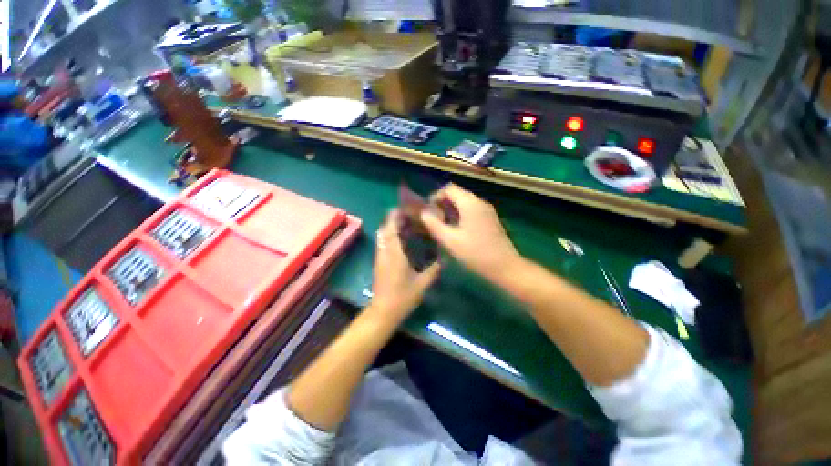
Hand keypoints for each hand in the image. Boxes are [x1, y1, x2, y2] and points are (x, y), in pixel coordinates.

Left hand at [370, 210, 440, 322]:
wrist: (383, 311)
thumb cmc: (402, 297)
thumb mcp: (422, 284)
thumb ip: (434, 270)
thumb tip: (445, 259)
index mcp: (394, 254)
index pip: (391, 229)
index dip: (395, 216)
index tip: (405, 208)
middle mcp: (384, 252)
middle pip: (384, 229)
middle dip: (393, 219)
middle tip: (408, 215)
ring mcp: (380, 257)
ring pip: (382, 235)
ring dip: (390, 227)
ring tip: (405, 224)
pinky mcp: (379, 262)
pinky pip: (382, 243)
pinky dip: (389, 236)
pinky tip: (401, 240)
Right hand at [421, 184, 520, 281]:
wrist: (505, 267)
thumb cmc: (476, 253)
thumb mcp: (450, 240)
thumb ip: (434, 224)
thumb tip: (423, 213)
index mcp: (470, 203)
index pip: (449, 188)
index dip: (435, 196)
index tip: (428, 211)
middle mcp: (480, 202)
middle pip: (457, 194)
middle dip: (442, 203)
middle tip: (433, 219)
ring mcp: (487, 210)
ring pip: (464, 202)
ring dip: (451, 209)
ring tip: (442, 225)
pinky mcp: (490, 219)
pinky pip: (471, 210)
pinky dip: (460, 214)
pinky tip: (456, 229)